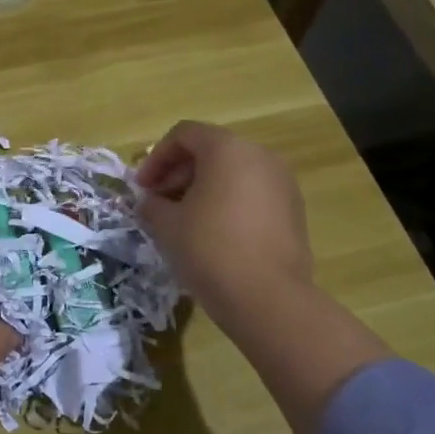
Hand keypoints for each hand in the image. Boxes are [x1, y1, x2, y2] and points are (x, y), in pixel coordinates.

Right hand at [137, 121, 386, 433]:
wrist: (267, 299)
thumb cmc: (209, 249)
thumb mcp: (166, 224)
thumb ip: (152, 204)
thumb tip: (151, 202)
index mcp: (228, 149)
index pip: (184, 135)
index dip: (156, 158)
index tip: (141, 188)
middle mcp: (260, 156)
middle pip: (211, 151)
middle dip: (178, 173)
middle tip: (158, 203)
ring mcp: (282, 184)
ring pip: (233, 173)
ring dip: (202, 189)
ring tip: (182, 221)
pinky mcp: (293, 211)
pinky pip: (252, 194)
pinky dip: (227, 203)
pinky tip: (212, 234)